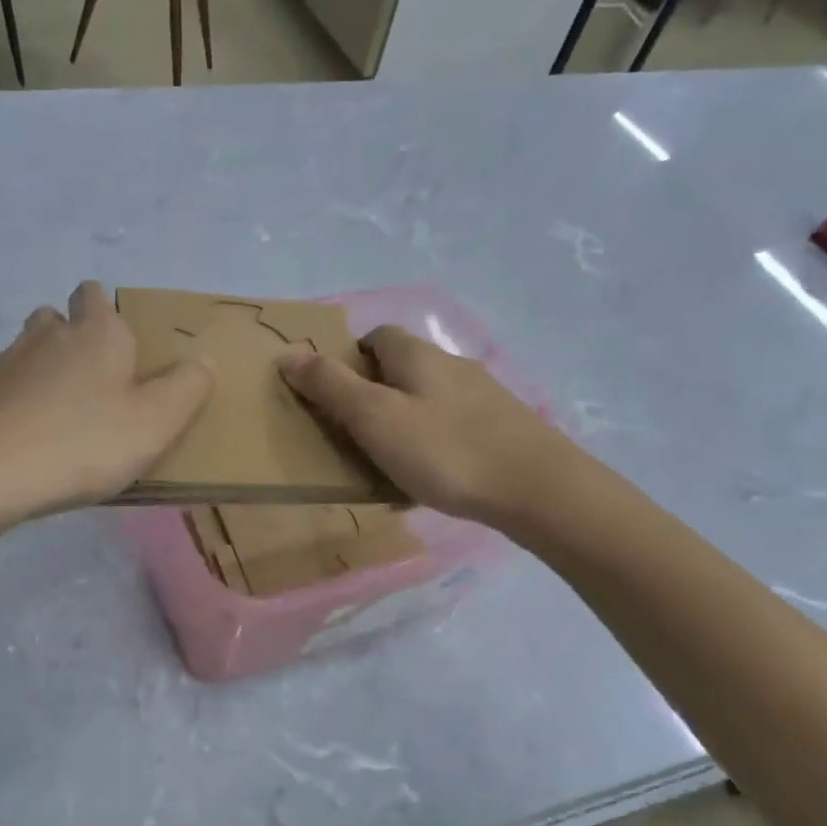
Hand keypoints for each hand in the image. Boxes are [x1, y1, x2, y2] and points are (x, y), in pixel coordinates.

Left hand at [0, 281, 213, 522]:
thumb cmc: (84, 442)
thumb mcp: (157, 421)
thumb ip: (188, 387)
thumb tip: (202, 359)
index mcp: (97, 332)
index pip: (96, 294)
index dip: (107, 311)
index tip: (123, 346)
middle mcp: (48, 335)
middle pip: (58, 318)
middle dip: (75, 338)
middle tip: (98, 382)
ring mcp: (7, 363)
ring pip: (30, 351)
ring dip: (46, 369)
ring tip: (65, 412)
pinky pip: (7, 388)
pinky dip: (20, 401)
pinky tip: (31, 436)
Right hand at [279, 325, 591, 533]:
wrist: (538, 489)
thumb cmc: (445, 450)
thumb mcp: (375, 417)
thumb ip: (330, 386)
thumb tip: (288, 353)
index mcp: (417, 355)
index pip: (376, 336)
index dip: (350, 359)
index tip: (334, 397)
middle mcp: (451, 365)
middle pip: (402, 368)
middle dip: (374, 393)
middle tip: (355, 434)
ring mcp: (482, 396)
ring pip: (428, 399)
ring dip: (404, 420)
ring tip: (389, 461)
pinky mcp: (502, 427)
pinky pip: (452, 426)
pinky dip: (433, 442)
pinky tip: (432, 475)